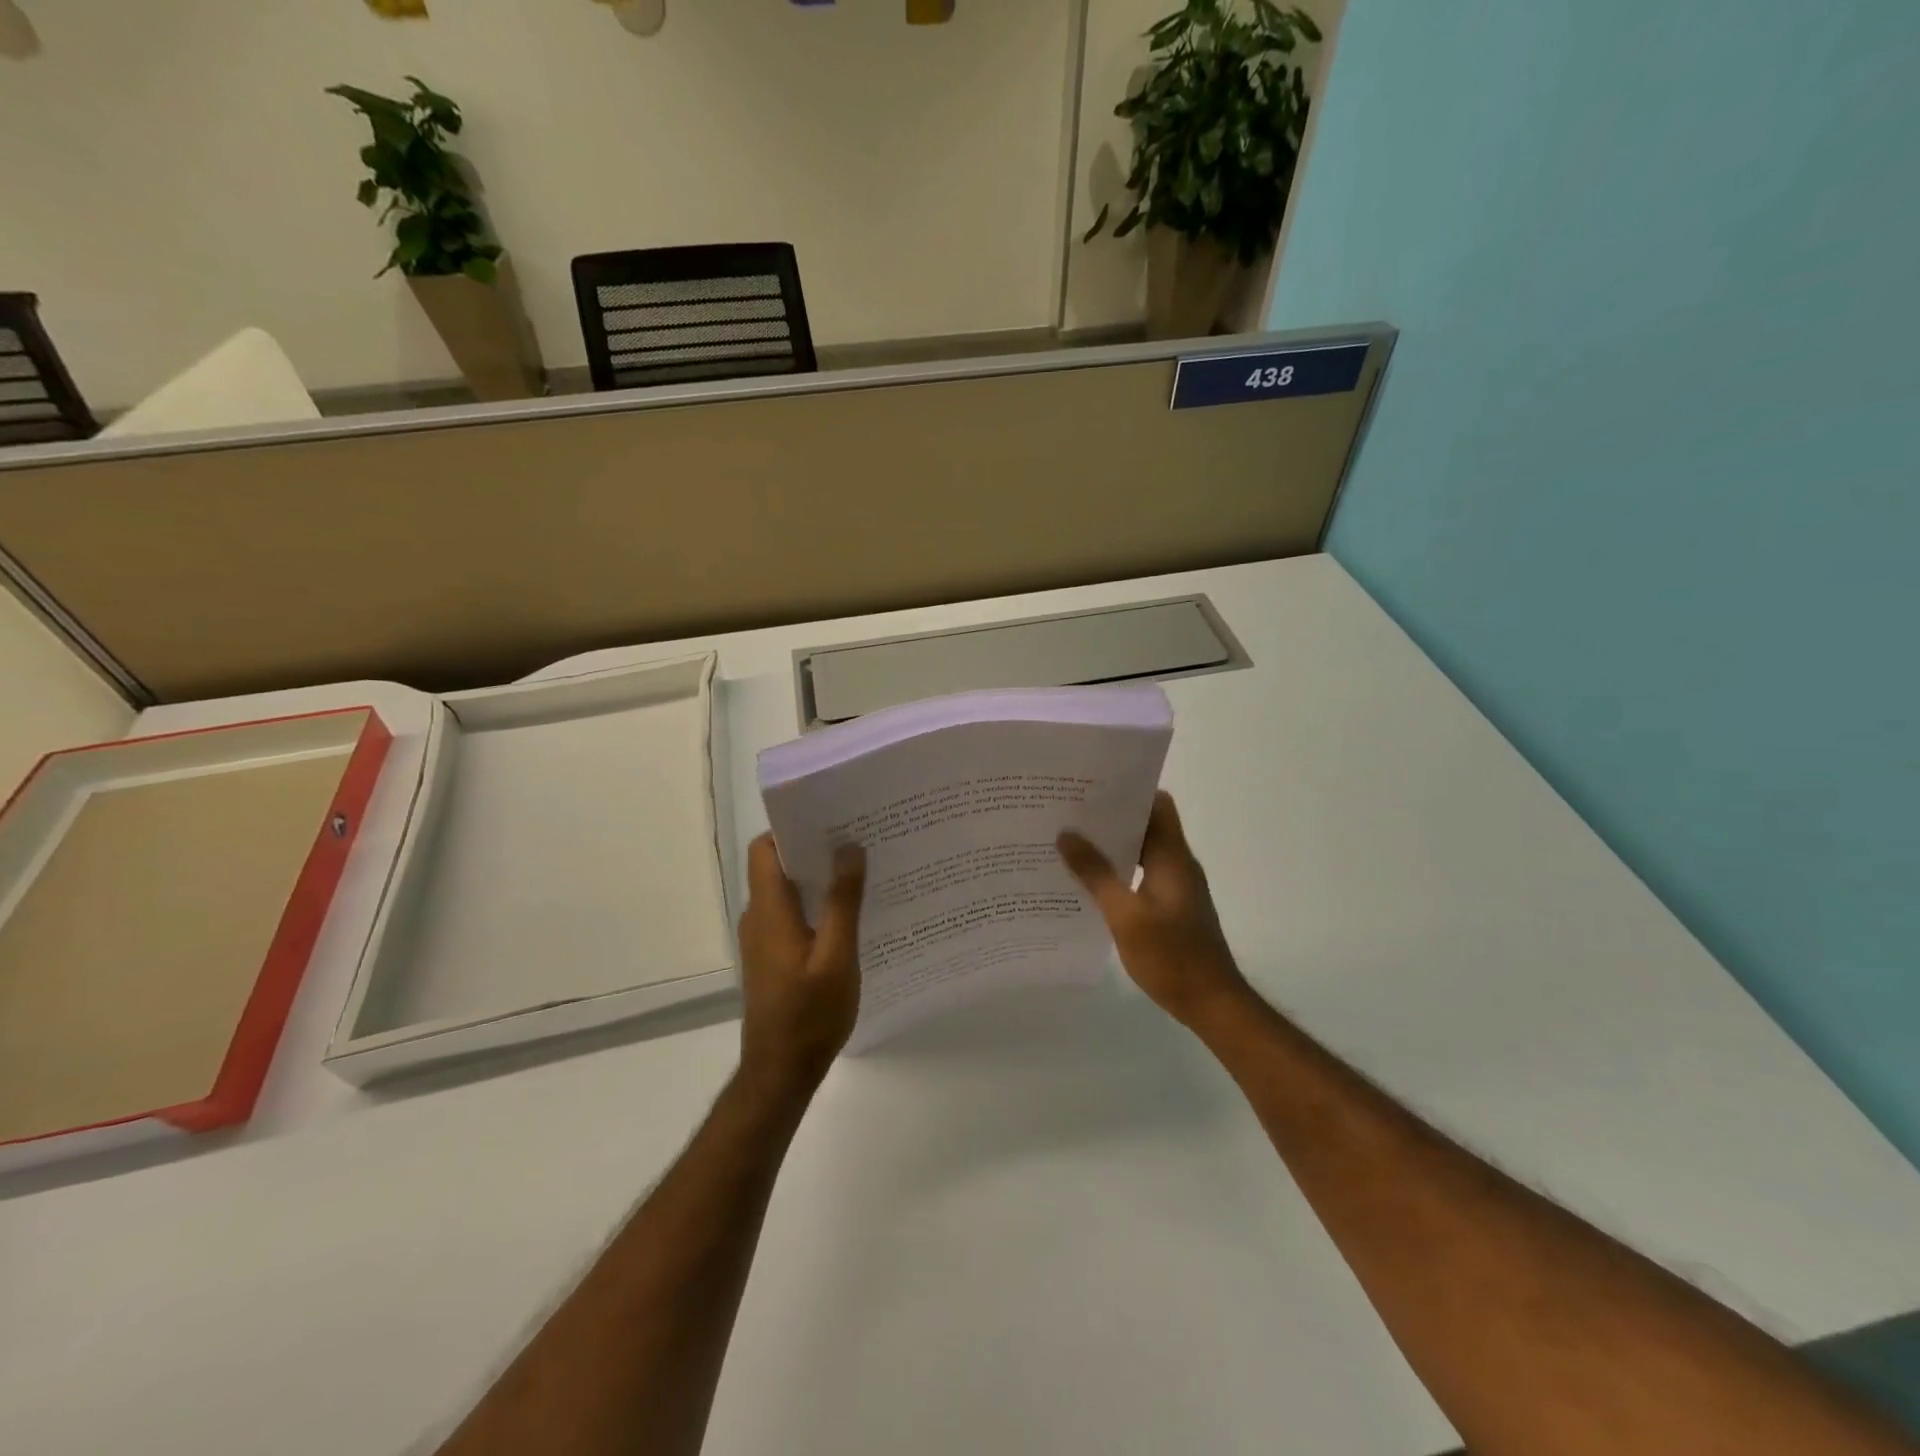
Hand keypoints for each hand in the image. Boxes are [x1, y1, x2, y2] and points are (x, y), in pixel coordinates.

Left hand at [736, 835, 866, 1098]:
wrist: (780, 1072)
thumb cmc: (810, 1014)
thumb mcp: (837, 956)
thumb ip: (843, 901)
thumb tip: (849, 847)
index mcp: (769, 910)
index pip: (764, 849)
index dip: (791, 828)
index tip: (830, 819)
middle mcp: (758, 917)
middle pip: (777, 866)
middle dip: (814, 850)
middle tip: (858, 841)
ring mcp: (763, 939)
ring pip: (787, 892)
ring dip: (818, 879)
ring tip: (860, 873)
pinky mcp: (771, 957)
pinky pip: (791, 915)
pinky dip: (815, 906)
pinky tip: (850, 916)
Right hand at [1058, 791, 1250, 1027]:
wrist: (1211, 1003)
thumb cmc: (1171, 956)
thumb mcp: (1125, 915)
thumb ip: (1096, 873)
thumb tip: (1066, 834)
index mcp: (1172, 856)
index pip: (1158, 804)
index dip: (1129, 791)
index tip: (1092, 787)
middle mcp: (1178, 863)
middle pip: (1147, 825)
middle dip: (1111, 817)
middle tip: (1069, 812)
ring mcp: (1177, 886)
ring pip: (1143, 851)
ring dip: (1113, 846)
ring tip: (1071, 842)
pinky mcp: (1172, 907)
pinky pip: (1142, 874)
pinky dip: (1119, 871)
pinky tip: (1090, 882)